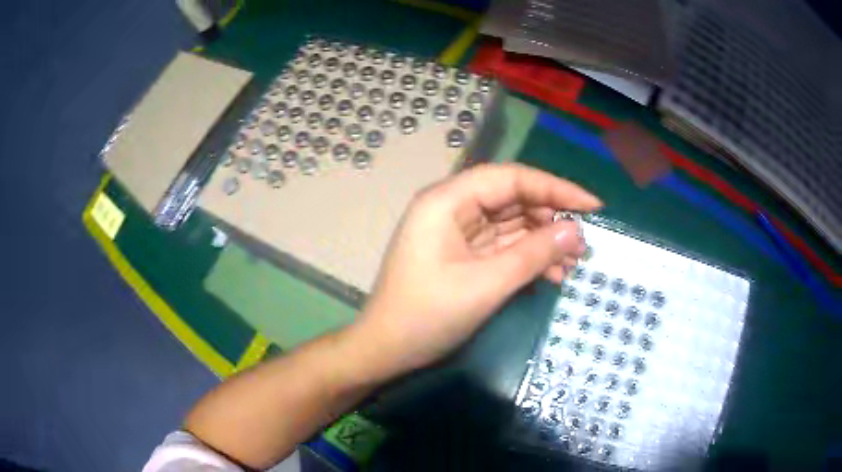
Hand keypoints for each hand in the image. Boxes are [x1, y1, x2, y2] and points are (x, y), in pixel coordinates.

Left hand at [353, 163, 601, 377]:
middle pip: (512, 198)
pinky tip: (553, 274)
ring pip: (511, 223)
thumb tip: (575, 230)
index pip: (511, 178)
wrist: (386, 350)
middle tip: (585, 244)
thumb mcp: (486, 284)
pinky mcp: (463, 255)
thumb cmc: (427, 315)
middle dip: (551, 219)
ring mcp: (457, 232)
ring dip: (544, 241)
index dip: (556, 188)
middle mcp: (452, 208)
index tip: (593, 206)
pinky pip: (503, 246)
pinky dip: (528, 257)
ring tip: (575, 263)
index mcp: (447, 201)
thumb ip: (534, 254)